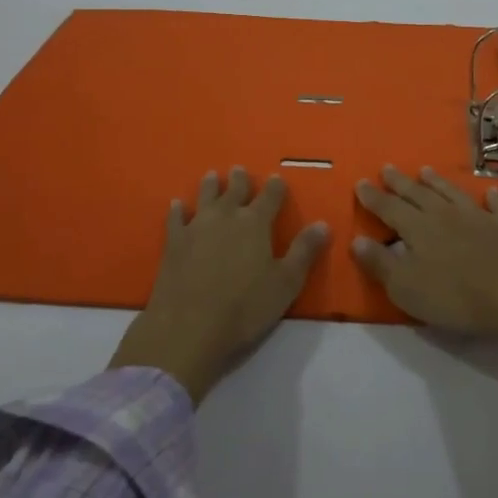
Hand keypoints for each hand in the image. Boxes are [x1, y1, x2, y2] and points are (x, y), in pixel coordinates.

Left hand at [109, 167, 329, 403]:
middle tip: (239, 170)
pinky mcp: (174, 243)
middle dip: (240, 180)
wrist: (189, 328)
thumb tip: (323, 223)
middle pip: (235, 190)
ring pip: (205, 197)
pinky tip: (176, 205)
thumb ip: (304, 251)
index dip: (275, 187)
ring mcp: (197, 227)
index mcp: (256, 223)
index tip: (276, 178)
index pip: (270, 196)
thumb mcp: (286, 283)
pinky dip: (177, 209)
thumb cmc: (245, 308)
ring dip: (210, 186)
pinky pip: (176, 218)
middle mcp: (226, 216)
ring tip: (212, 176)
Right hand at [351, 165, 497, 337]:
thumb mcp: (406, 287)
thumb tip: (356, 240)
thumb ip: (380, 263)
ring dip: (437, 182)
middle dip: (400, 182)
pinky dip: (490, 198)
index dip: (374, 197)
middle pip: (418, 194)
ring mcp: (478, 216)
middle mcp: (445, 214)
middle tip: (387, 168)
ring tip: (425, 170)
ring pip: (452, 193)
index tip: (361, 182)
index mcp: (418, 228)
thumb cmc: (455, 296)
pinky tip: (489, 192)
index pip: (389, 208)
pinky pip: (495, 206)